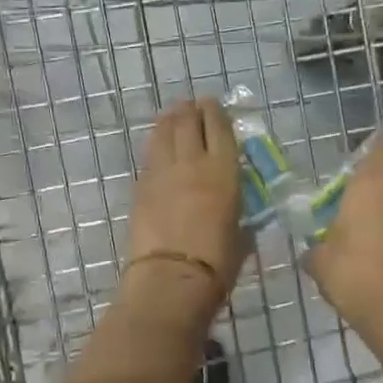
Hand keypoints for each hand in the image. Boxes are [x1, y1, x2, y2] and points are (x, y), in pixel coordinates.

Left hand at [125, 98, 245, 317]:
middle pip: (189, 122)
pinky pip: (150, 154)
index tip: (214, 105)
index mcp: (224, 172)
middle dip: (192, 110)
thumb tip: (238, 216)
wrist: (171, 277)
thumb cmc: (216, 264)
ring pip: (165, 132)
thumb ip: (239, 218)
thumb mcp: (241, 237)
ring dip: (170, 119)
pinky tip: (158, 142)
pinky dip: (156, 142)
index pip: (219, 129)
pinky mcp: (141, 186)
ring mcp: (163, 172)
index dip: (216, 113)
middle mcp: (193, 163)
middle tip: (192, 106)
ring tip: (173, 114)